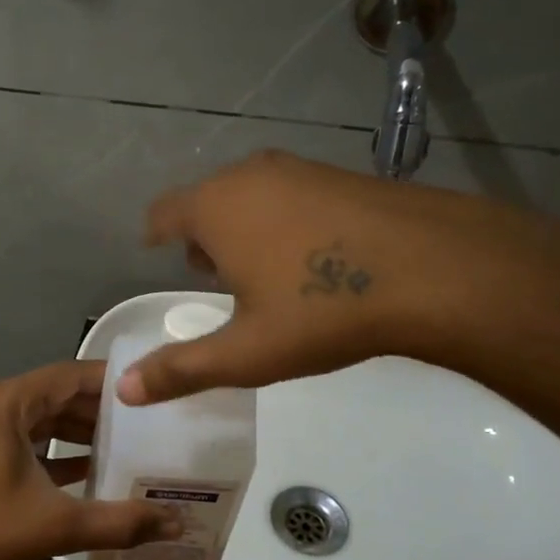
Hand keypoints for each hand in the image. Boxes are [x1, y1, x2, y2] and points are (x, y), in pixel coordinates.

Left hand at [0, 361, 182, 559]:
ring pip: (38, 418)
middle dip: (98, 410)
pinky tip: (86, 468)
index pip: (69, 375)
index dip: (111, 382)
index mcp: (5, 402)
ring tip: (125, 445)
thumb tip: (175, 523)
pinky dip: (51, 448)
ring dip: (75, 431)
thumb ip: (119, 522)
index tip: (150, 391)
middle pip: (54, 395)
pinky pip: (21, 437)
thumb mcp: (55, 526)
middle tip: (147, 423)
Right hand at [119, 149, 559, 404]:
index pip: (163, 212)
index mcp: (215, 208)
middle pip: (206, 201)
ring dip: (244, 227)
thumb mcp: (246, 352)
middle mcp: (249, 175)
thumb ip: (181, 369)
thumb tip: (124, 390)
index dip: (156, 234)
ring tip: (263, 271)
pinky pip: (290, 193)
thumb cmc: (322, 309)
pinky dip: (284, 218)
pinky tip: (313, 257)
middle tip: (213, 277)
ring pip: (250, 194)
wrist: (435, 268)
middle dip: (202, 237)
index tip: (156, 251)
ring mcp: (299, 168)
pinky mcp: (341, 173)